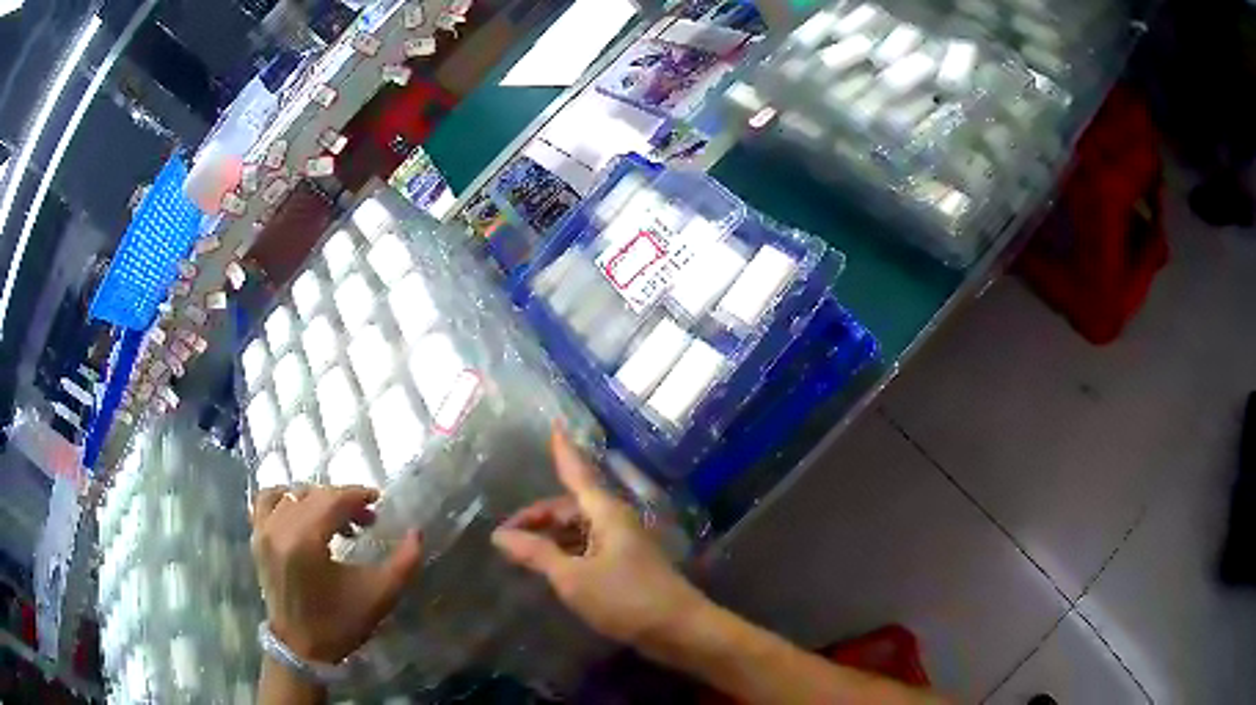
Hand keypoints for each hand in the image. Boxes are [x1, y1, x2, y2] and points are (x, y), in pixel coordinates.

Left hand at [250, 485, 422, 662]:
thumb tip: (417, 532)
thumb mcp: (379, 596)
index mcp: (305, 541)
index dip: (358, 495)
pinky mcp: (256, 538)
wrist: (301, 648)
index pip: (333, 500)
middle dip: (342, 500)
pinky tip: (301, 511)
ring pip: (291, 494)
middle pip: (314, 495)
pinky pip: (266, 501)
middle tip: (366, 518)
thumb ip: (404, 563)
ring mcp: (263, 531)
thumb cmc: (339, 623)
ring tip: (335, 518)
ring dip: (317, 499)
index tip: (379, 501)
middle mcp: (279, 528)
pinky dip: (285, 498)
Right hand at [491, 428, 703, 647]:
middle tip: (506, 536)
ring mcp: (622, 544)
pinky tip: (549, 567)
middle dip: (539, 516)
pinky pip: (588, 548)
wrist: (677, 628)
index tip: (554, 425)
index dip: (563, 451)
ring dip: (551, 537)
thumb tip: (499, 535)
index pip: (578, 472)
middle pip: (571, 506)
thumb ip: (537, 554)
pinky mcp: (625, 566)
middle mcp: (615, 521)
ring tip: (521, 553)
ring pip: (579, 529)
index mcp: (606, 513)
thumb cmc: (625, 597)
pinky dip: (565, 552)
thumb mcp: (573, 577)